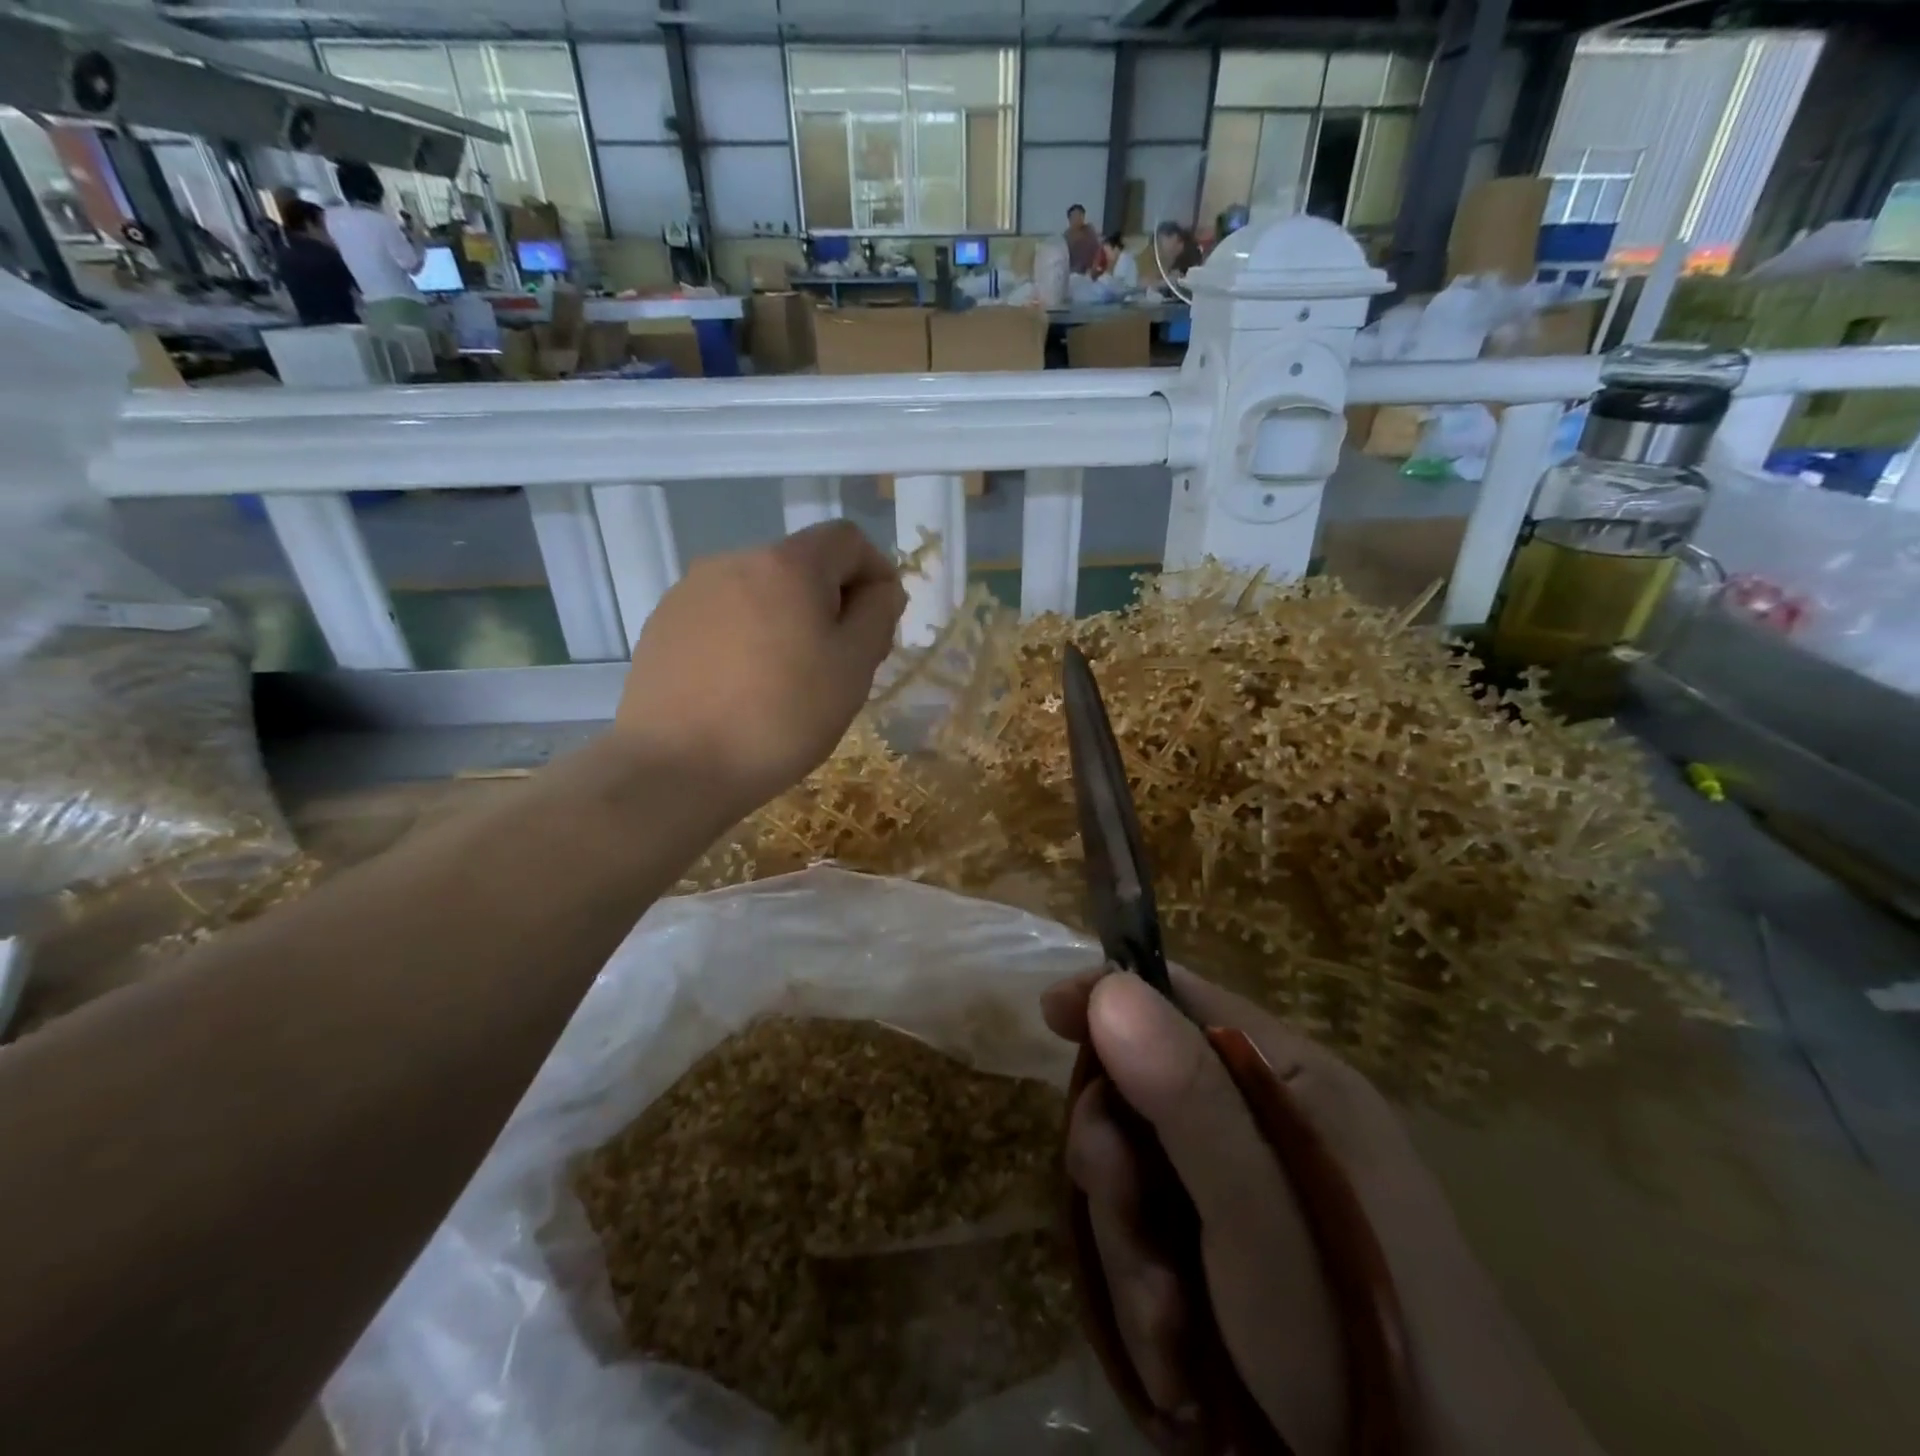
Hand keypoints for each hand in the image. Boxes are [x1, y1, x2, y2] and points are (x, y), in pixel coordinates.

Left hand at [615, 522, 905, 815]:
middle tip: (841, 663)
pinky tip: (743, 687)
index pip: (847, 539)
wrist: (674, 767)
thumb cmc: (780, 717)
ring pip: (762, 592)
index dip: (876, 572)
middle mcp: (734, 560)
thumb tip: (880, 589)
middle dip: (832, 602)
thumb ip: (877, 615)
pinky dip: (747, 637)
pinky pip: (724, 616)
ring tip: (788, 681)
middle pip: (802, 565)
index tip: (879, 624)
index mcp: (787, 564)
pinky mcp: (663, 624)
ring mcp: (691, 591)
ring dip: (789, 621)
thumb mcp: (852, 669)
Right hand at [1042, 968, 1601, 1455]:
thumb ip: (1188, 1095)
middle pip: (1145, 1095)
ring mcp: (1247, 1201)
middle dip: (1114, 1154)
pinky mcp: (1231, 1268)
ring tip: (1167, 1325)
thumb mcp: (1261, 1212)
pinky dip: (1151, 1303)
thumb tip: (1110, 986)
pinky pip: (1155, 1250)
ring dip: (1130, 1249)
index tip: (1050, 1016)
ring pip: (1140, 1182)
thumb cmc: (1357, 1336)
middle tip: (1116, 1199)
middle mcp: (1268, 1129)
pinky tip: (1179, 1364)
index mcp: (1290, 1083)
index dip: (1111, 999)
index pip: (1181, 1000)